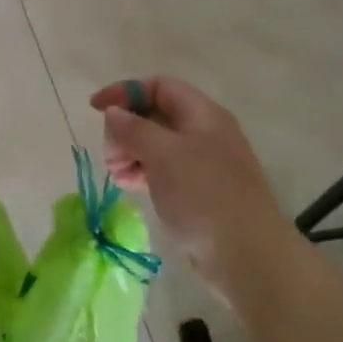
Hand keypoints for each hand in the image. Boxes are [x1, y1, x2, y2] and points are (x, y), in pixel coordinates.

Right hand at [90, 77, 298, 296]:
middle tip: (111, 155)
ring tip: (117, 175)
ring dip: (130, 153)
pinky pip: (164, 170)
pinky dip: (142, 172)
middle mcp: (204, 133)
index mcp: (202, 114)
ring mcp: (203, 164)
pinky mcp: (199, 192)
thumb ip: (133, 128)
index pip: (159, 86)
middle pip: (155, 115)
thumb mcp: (162, 153)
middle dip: (125, 129)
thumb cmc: (203, 195)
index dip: (125, 92)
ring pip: (157, 145)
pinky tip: (128, 186)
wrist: (247, 254)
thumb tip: (113, 113)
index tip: (95, 110)